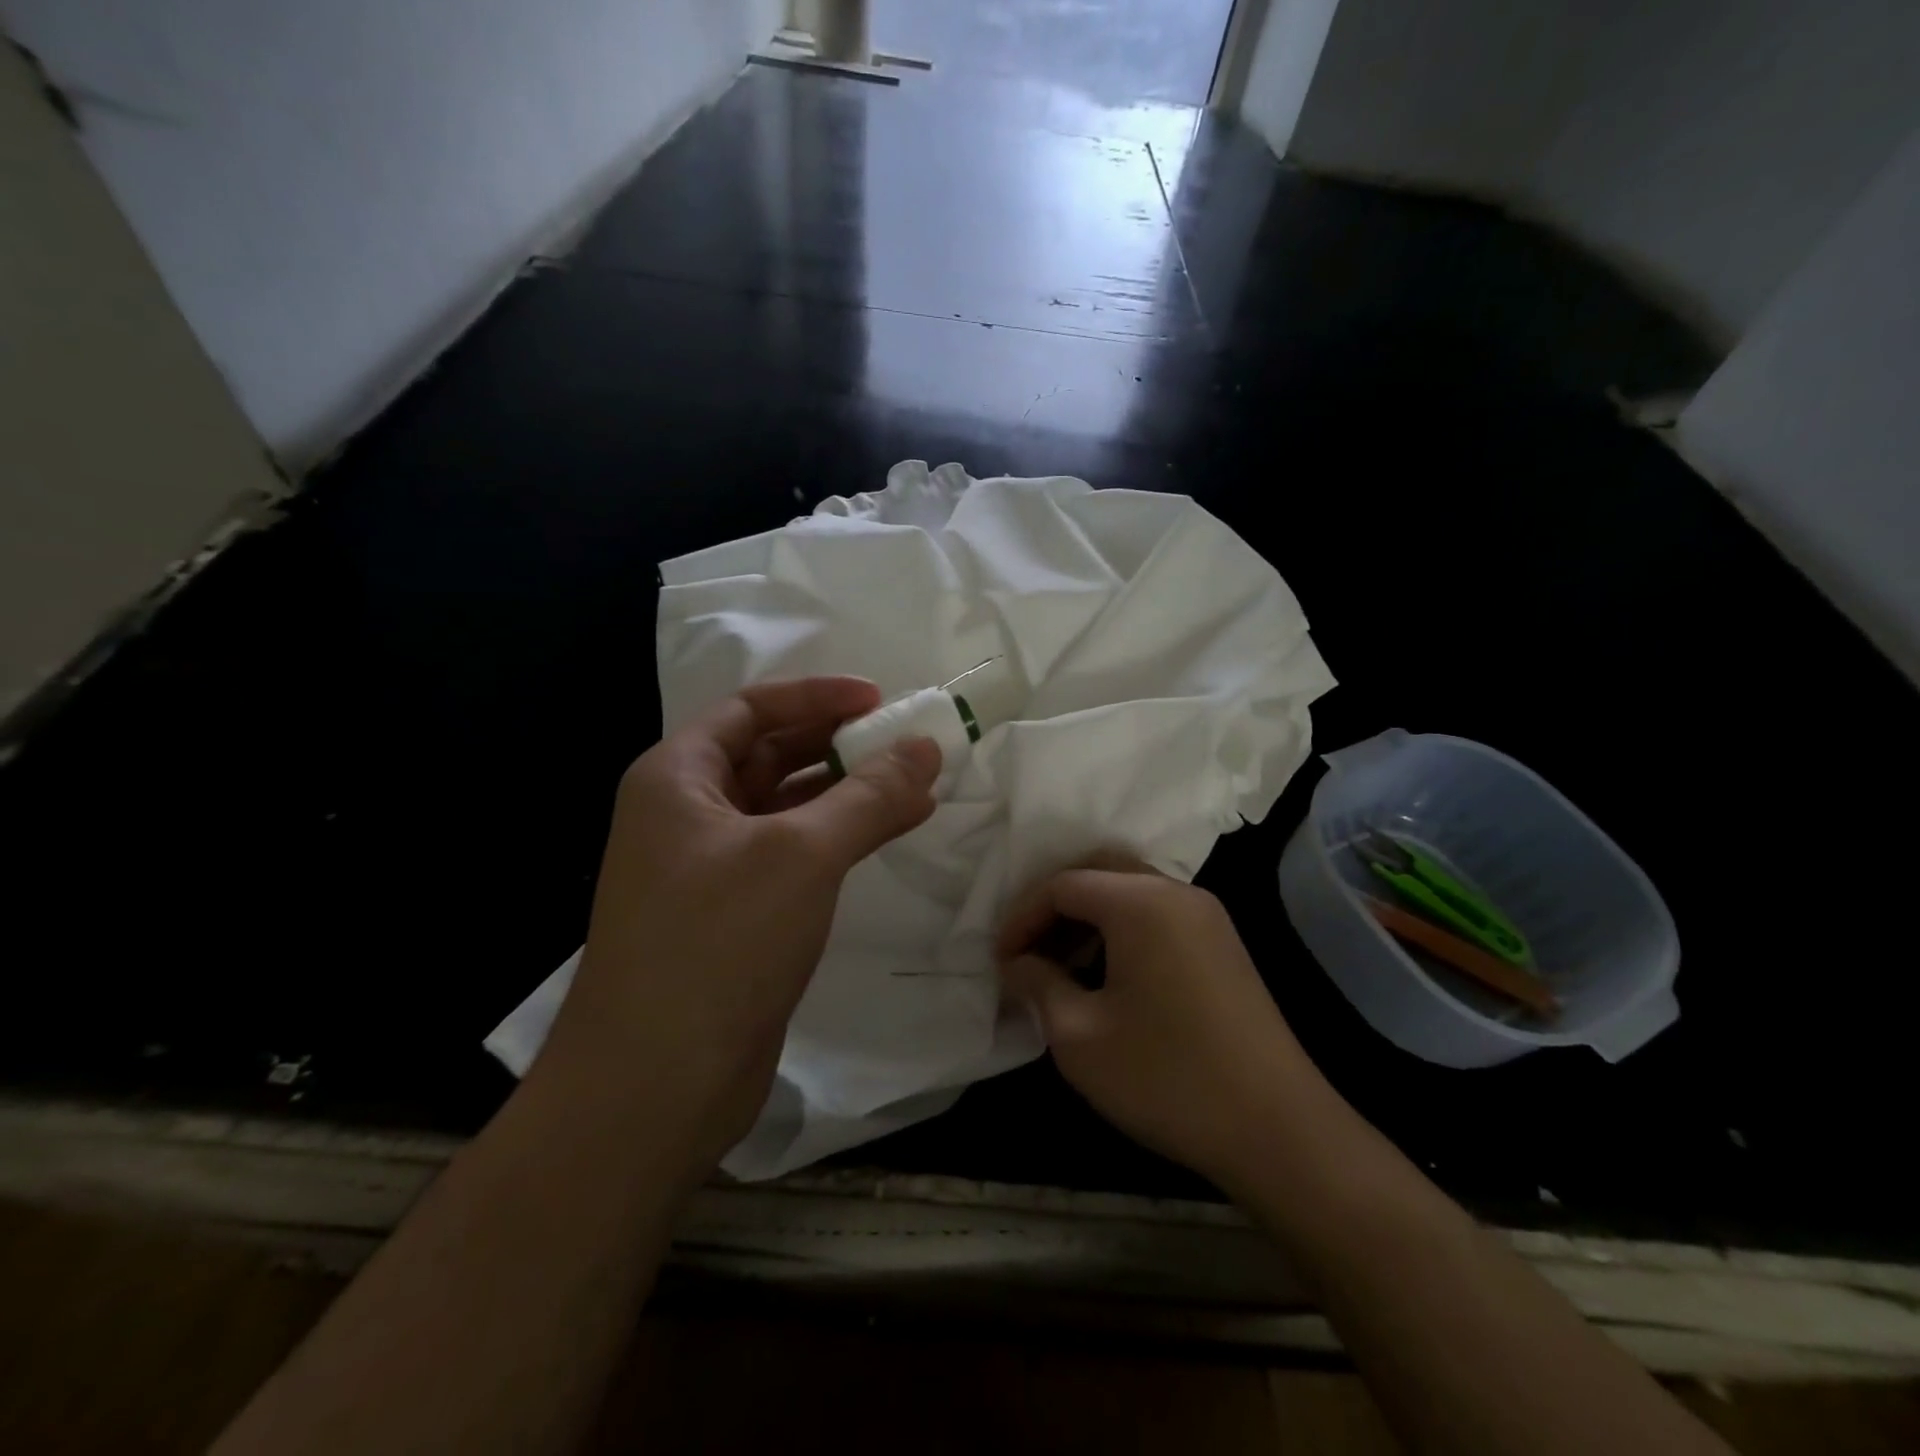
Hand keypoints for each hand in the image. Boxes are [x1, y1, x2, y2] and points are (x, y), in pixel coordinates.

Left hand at [542, 677, 940, 1174]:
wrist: (654, 1087)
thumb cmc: (717, 944)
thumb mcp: (801, 854)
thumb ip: (869, 796)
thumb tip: (927, 747)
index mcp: (677, 777)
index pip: (751, 709)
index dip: (816, 697)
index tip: (880, 701)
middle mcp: (686, 814)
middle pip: (770, 755)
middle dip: (839, 745)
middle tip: (907, 744)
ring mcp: (709, 868)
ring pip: (787, 808)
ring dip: (848, 794)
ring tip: (917, 787)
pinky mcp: (734, 915)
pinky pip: (793, 855)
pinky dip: (839, 839)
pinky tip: (888, 835)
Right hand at [997, 861, 1323, 1189]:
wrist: (1279, 1131)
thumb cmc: (1167, 1079)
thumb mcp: (1080, 1037)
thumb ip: (1038, 985)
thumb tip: (1017, 963)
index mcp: (1140, 902)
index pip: (1062, 885)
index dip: (1022, 917)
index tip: (1001, 961)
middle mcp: (1177, 892)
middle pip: (1098, 873)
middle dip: (1054, 907)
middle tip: (1028, 952)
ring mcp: (1207, 916)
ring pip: (1130, 892)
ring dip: (1088, 919)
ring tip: (1061, 968)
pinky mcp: (1223, 944)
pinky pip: (1158, 915)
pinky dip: (1121, 931)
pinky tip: (1107, 977)